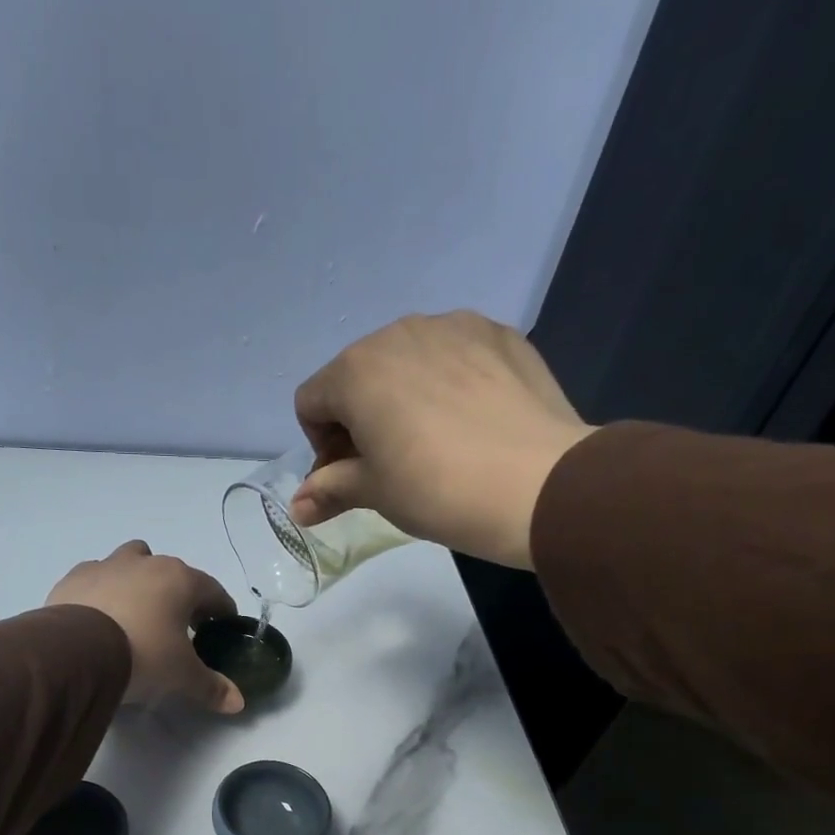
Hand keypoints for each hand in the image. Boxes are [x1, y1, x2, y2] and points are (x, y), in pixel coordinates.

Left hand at [47, 541, 244, 713]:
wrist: (77, 652)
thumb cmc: (143, 655)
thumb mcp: (182, 676)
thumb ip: (211, 687)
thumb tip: (238, 703)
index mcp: (179, 580)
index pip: (212, 591)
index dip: (221, 610)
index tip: (221, 627)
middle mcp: (145, 563)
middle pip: (170, 570)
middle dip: (177, 593)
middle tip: (177, 624)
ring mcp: (106, 566)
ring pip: (130, 562)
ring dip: (137, 581)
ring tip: (134, 613)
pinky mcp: (73, 578)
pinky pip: (94, 578)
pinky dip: (102, 592)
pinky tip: (98, 616)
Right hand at [290, 311, 595, 569]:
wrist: (537, 484)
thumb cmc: (435, 490)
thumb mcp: (374, 494)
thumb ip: (329, 491)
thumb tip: (297, 508)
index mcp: (356, 370)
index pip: (311, 402)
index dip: (320, 445)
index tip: (349, 476)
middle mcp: (399, 332)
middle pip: (357, 375)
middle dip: (359, 418)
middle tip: (387, 464)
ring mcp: (455, 326)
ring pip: (406, 360)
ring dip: (402, 397)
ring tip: (433, 442)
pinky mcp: (500, 334)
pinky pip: (454, 355)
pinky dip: (447, 384)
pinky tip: (470, 423)